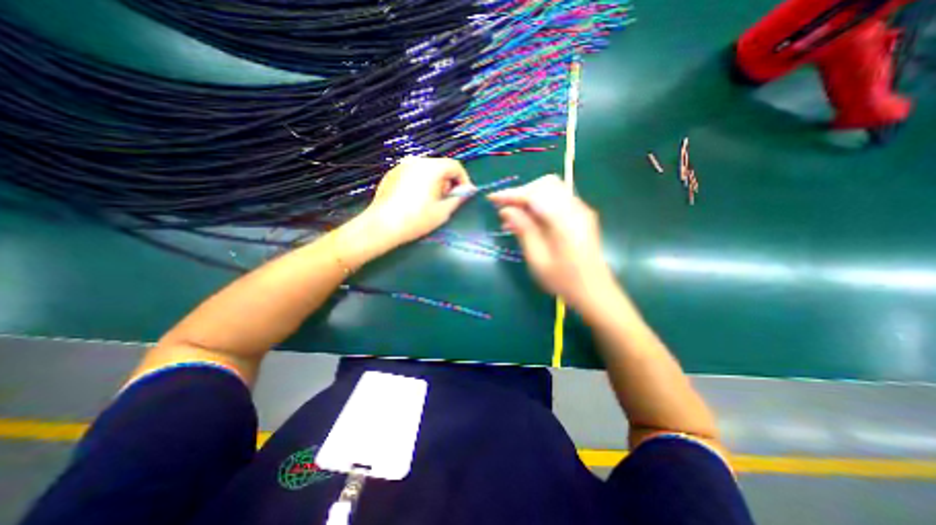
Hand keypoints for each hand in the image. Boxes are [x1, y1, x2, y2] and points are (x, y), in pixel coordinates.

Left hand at [359, 156, 472, 246]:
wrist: (382, 226)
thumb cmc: (416, 219)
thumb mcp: (443, 211)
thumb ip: (458, 198)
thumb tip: (468, 190)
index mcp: (431, 167)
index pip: (455, 166)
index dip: (463, 180)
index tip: (464, 194)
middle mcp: (416, 161)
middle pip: (440, 166)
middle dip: (448, 182)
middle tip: (447, 200)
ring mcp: (401, 166)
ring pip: (426, 170)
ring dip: (434, 182)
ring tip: (431, 201)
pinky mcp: (391, 174)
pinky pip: (412, 174)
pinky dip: (420, 183)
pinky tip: (415, 200)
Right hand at [487, 174, 618, 308]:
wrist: (594, 291)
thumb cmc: (563, 280)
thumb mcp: (537, 258)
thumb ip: (523, 230)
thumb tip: (506, 210)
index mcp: (564, 220)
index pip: (534, 194)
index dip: (511, 194)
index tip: (492, 199)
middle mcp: (575, 208)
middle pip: (545, 185)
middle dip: (522, 193)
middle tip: (505, 208)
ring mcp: (581, 210)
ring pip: (551, 190)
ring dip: (530, 197)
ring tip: (513, 216)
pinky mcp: (581, 215)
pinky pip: (557, 199)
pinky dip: (540, 204)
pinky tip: (529, 219)